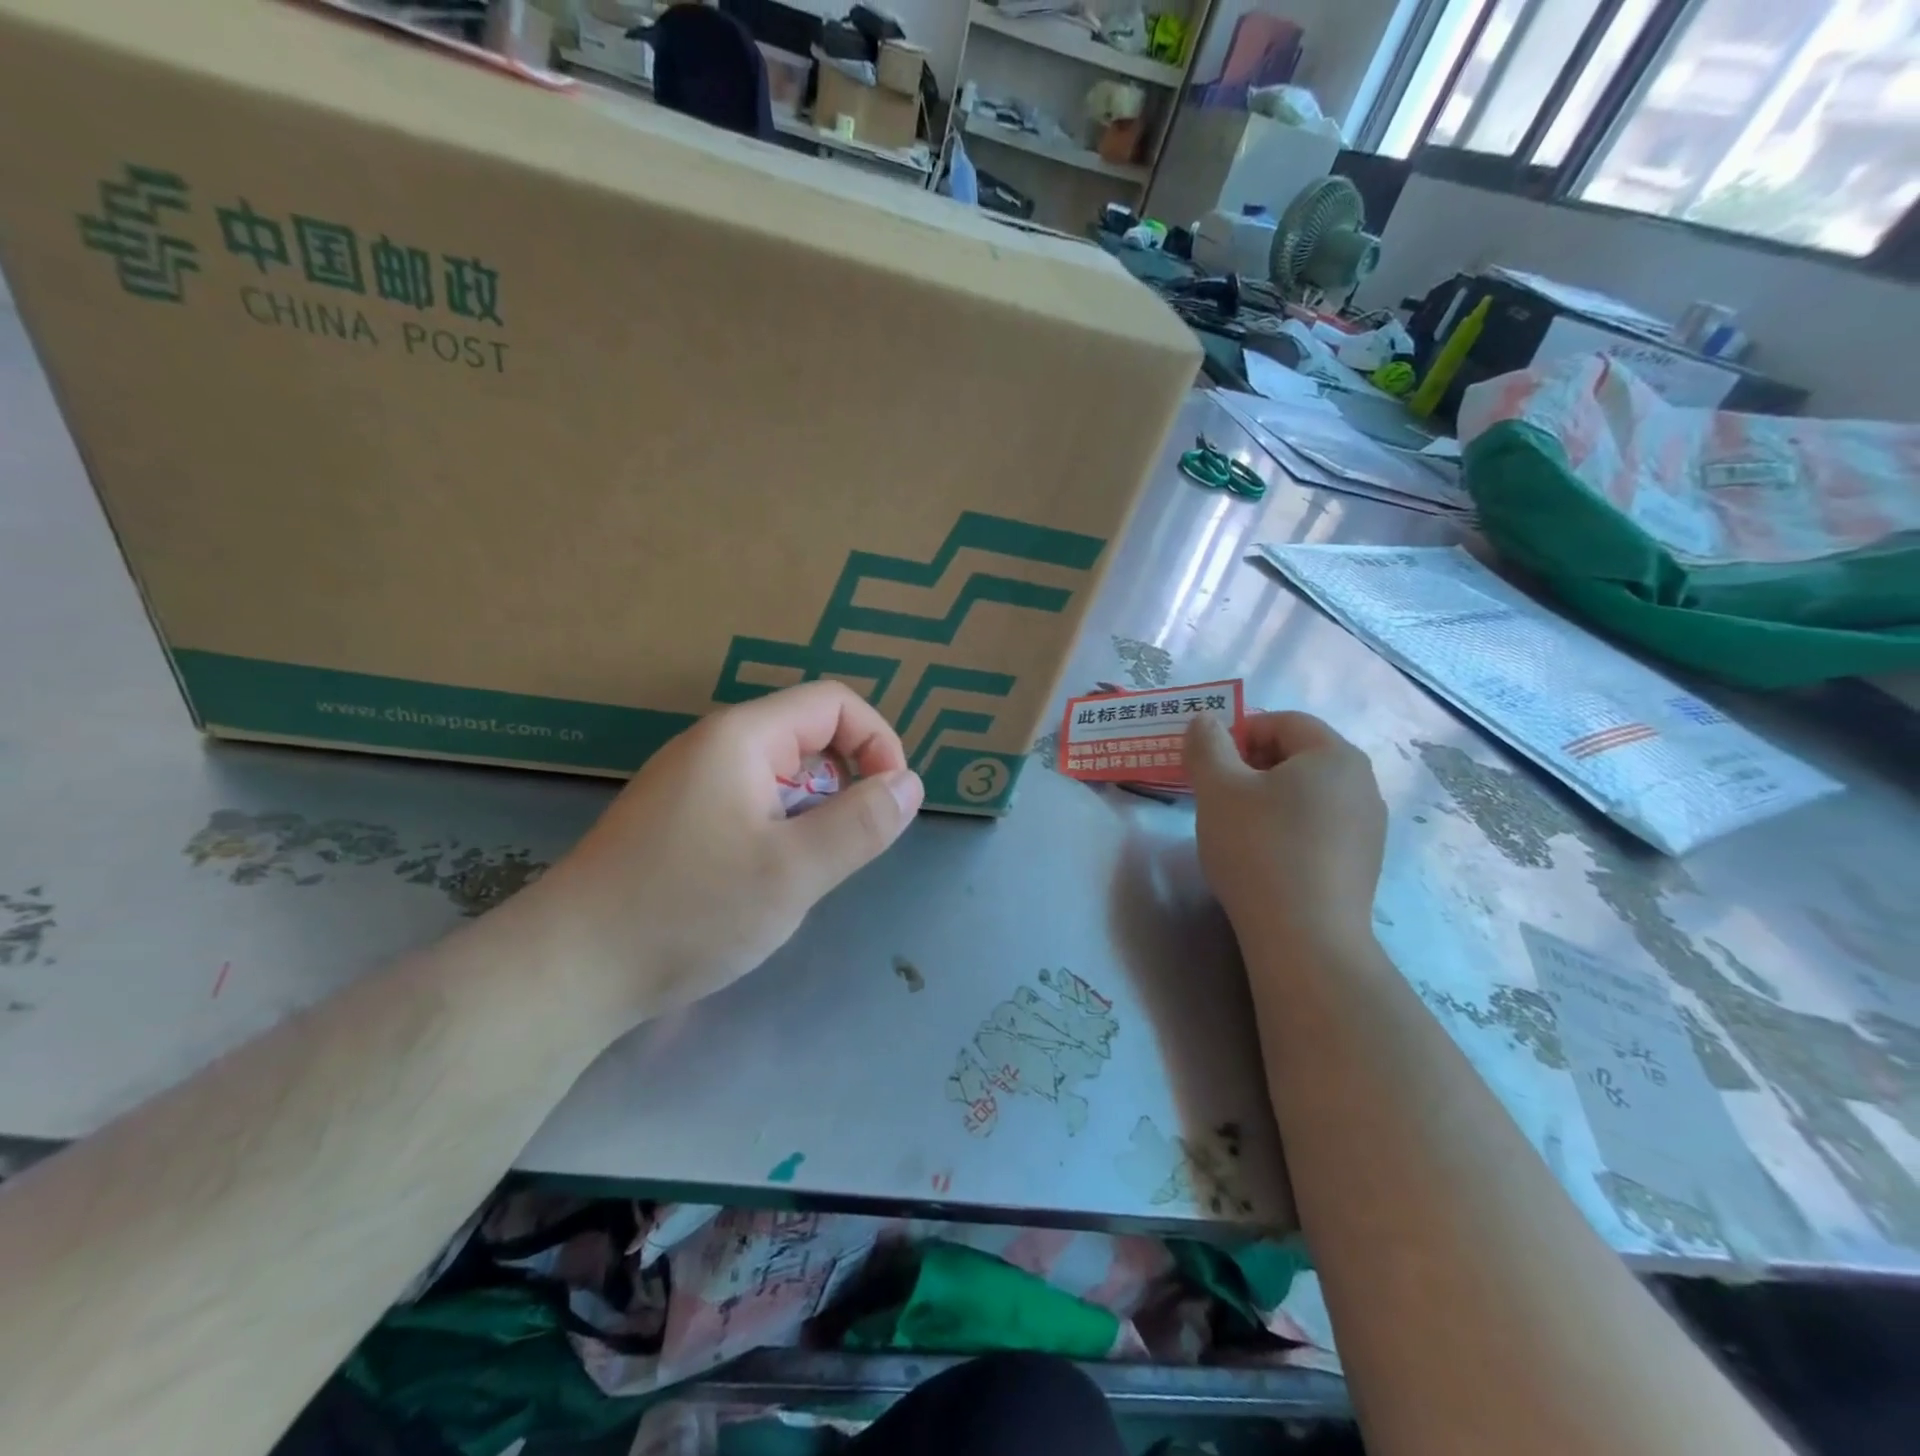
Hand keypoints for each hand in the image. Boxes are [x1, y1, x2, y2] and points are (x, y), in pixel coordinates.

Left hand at [521, 682, 923, 1028]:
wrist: (567, 970)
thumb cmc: (688, 910)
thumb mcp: (794, 871)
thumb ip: (862, 823)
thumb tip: (910, 785)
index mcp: (742, 737)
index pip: (834, 703)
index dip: (878, 742)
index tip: (891, 803)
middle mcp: (714, 746)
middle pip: (809, 738)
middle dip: (844, 788)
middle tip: (840, 854)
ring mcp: (691, 784)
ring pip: (782, 779)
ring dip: (811, 819)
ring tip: (798, 878)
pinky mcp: (677, 820)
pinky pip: (751, 807)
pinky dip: (777, 835)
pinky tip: (759, 887)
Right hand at [1185, 711, 1385, 954]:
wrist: (1305, 937)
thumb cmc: (1258, 848)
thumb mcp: (1217, 788)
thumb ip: (1207, 745)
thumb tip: (1205, 721)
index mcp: (1335, 755)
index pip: (1284, 722)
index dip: (1240, 732)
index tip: (1210, 763)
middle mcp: (1363, 784)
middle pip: (1299, 756)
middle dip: (1252, 765)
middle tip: (1218, 793)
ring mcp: (1369, 827)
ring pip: (1308, 793)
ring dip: (1269, 798)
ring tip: (1237, 827)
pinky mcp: (1363, 863)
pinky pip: (1319, 827)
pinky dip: (1289, 828)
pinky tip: (1265, 857)